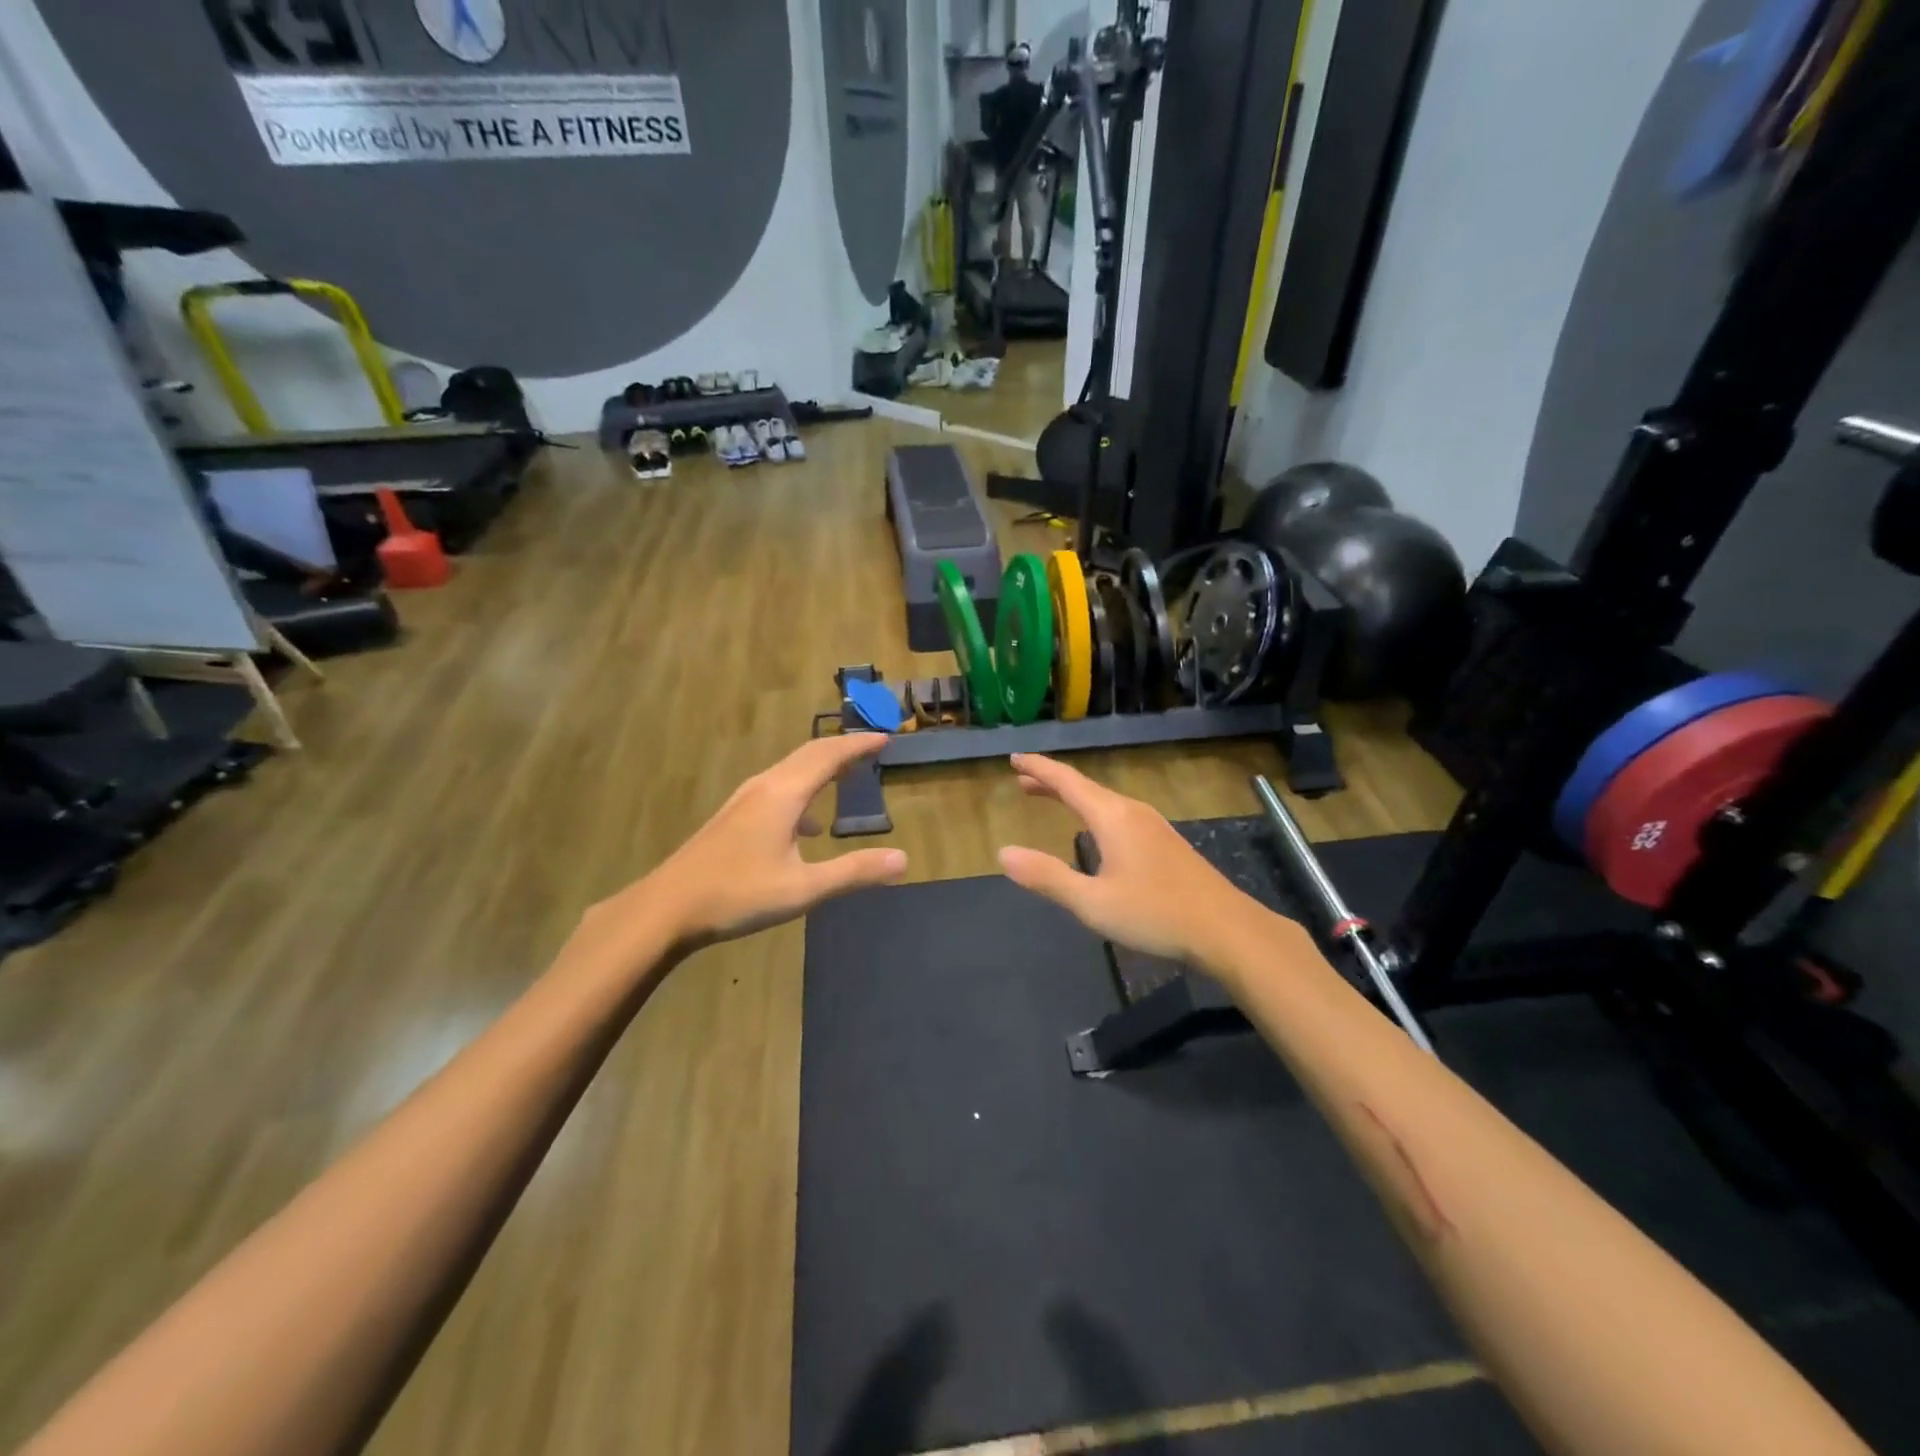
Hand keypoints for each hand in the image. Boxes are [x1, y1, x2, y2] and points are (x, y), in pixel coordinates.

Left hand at [589, 735, 908, 959]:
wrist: (667, 908)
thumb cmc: (738, 894)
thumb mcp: (803, 888)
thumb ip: (854, 872)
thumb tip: (902, 859)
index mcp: (784, 794)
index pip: (829, 756)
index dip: (858, 746)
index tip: (885, 738)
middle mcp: (764, 787)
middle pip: (808, 754)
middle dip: (842, 749)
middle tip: (871, 747)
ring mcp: (744, 800)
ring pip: (790, 770)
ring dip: (821, 767)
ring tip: (845, 776)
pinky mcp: (733, 817)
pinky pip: (777, 788)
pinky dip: (802, 791)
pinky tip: (807, 827)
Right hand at [996, 753, 1279, 973]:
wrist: (1226, 929)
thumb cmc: (1155, 913)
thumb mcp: (1092, 902)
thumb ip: (1047, 877)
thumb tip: (1004, 853)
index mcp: (1112, 817)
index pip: (1067, 782)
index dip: (1039, 769)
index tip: (1014, 759)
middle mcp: (1132, 812)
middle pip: (1085, 787)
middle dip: (1052, 782)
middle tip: (1023, 780)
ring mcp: (1153, 826)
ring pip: (1103, 801)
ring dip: (1073, 797)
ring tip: (1050, 798)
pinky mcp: (1165, 843)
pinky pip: (1118, 814)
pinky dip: (1093, 811)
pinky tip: (1095, 831)